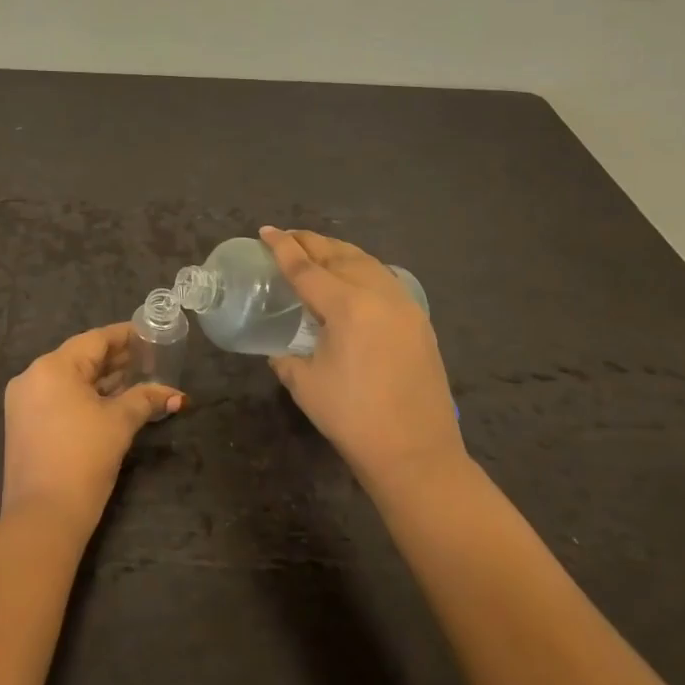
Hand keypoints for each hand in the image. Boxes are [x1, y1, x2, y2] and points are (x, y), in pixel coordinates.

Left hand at [1, 323, 183, 535]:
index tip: (150, 333)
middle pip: (81, 357)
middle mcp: (33, 376)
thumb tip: (177, 395)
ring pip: (70, 379)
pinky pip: (59, 397)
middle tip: (150, 357)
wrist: (43, 517)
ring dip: (102, 379)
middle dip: (116, 359)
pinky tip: (112, 400)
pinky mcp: (24, 424)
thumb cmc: (84, 459)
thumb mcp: (120, 423)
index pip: (95, 340)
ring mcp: (24, 402)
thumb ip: (146, 399)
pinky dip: (85, 396)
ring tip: (137, 377)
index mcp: (52, 367)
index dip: (125, 336)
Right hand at [262, 227, 467, 491]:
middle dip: (311, 242)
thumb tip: (279, 351)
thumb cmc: (352, 418)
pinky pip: (385, 279)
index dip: (283, 248)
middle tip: (288, 237)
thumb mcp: (305, 384)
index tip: (266, 231)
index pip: (306, 268)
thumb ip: (286, 358)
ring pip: (366, 262)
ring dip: (338, 252)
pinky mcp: (419, 321)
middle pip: (339, 255)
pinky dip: (363, 269)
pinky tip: (355, 278)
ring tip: (318, 251)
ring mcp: (404, 305)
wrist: (415, 453)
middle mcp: (377, 294)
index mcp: (346, 306)